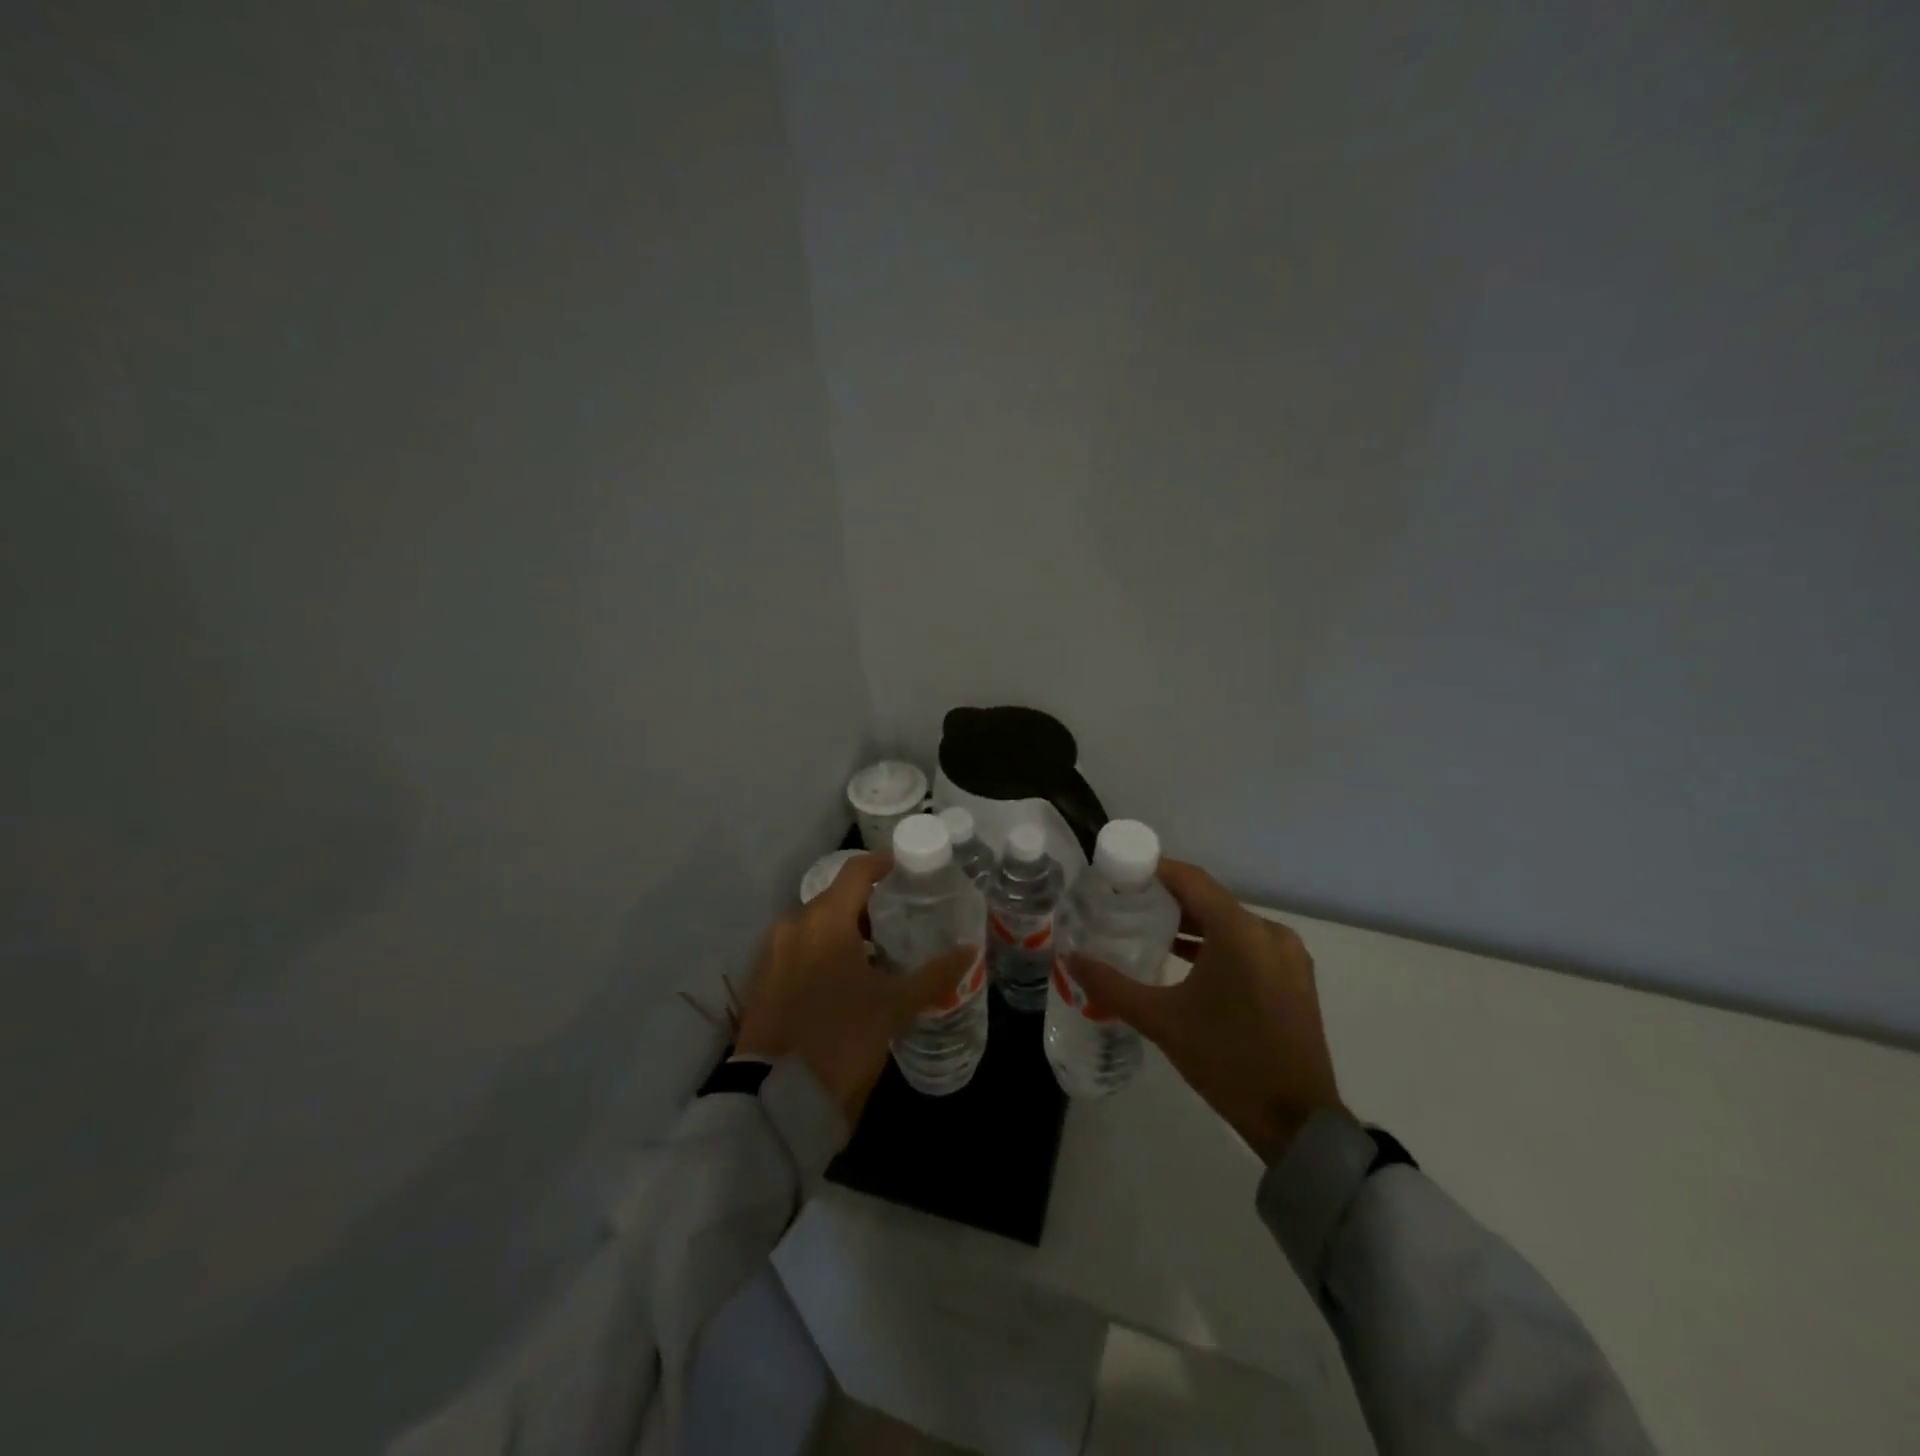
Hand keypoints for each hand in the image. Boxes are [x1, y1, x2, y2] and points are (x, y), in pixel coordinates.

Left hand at [734, 854, 973, 1120]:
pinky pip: (797, 950)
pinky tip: (842, 982)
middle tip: (900, 923)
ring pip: (815, 926)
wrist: (777, 1096)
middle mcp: (794, 925)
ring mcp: (772, 953)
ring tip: (874, 956)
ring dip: (844, 932)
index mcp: (826, 919)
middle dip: (867, 906)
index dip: (884, 865)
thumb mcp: (895, 1006)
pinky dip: (821, 953)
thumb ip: (934, 975)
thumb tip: (970, 951)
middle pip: (835, 898)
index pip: (856, 871)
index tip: (908, 874)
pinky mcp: (761, 981)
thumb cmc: (842, 1037)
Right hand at [1068, 859, 1342, 1163]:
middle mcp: (1268, 932)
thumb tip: (1072, 959)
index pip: (1190, 879)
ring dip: (1192, 924)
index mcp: (1239, 932)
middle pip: (1209, 899)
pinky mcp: (1295, 977)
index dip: (1153, 870)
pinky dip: (1217, 944)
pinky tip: (1187, 961)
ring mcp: (1287, 955)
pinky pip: (1248, 943)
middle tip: (1125, 905)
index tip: (1119, 875)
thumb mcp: (1161, 1022)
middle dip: (1167, 899)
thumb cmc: (1226, 1061)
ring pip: (1230, 922)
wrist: (1296, 1122)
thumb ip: (1113, 986)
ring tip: (1150, 931)